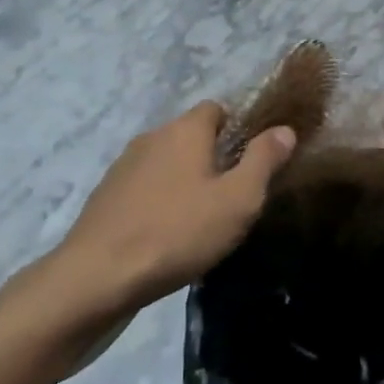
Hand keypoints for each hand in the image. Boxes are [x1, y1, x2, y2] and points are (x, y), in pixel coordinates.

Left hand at [52, 103, 295, 313]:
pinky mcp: (106, 194)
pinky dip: (158, 199)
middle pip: (190, 135)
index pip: (216, 108)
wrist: (98, 275)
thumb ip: (263, 161)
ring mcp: (124, 164)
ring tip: (199, 218)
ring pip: (166, 161)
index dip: (237, 128)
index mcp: (185, 130)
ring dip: (183, 179)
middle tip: (231, 195)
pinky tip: (165, 232)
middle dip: (212, 157)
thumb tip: (284, 129)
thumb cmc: (178, 232)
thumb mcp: (237, 200)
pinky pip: (144, 185)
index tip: (251, 161)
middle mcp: (152, 136)